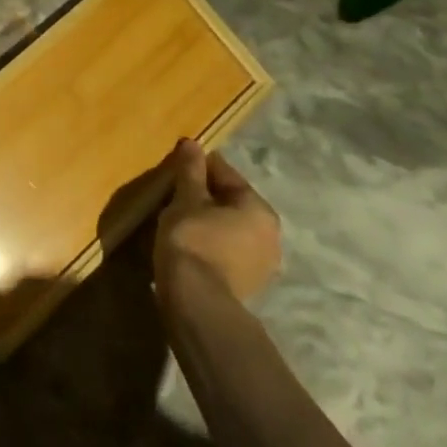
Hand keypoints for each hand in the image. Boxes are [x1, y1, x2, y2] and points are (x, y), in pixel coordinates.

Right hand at [155, 139, 280, 305]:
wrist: (196, 304)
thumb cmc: (193, 239)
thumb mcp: (187, 197)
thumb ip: (191, 169)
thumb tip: (192, 143)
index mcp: (260, 209)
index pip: (226, 174)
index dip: (199, 167)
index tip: (177, 168)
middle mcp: (270, 235)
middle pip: (231, 202)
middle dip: (205, 196)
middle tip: (176, 195)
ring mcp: (262, 266)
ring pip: (230, 228)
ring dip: (208, 221)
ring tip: (179, 220)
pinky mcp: (248, 287)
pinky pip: (227, 251)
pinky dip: (211, 244)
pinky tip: (189, 245)